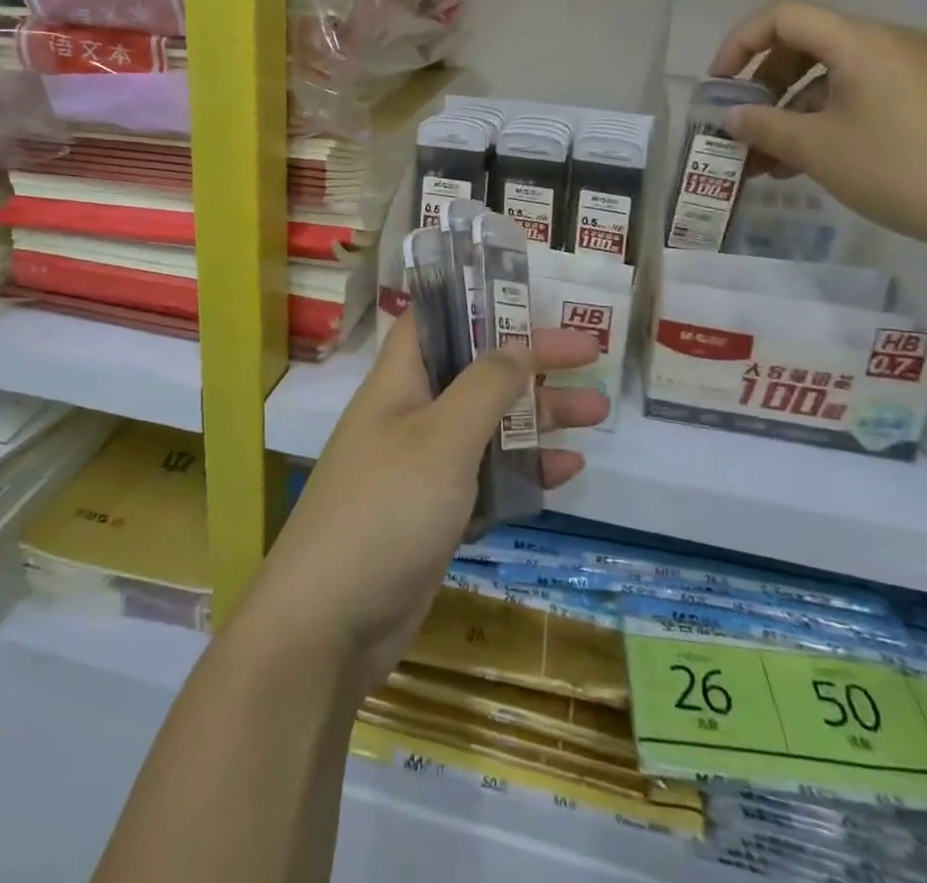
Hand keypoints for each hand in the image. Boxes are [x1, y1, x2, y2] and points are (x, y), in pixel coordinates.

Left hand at [236, 316, 603, 695]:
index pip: (436, 321)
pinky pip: (487, 481)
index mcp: (399, 383)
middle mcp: (410, 417)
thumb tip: (517, 344)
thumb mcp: (442, 438)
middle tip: (589, 356)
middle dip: (531, 364)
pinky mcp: (435, 516)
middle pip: (476, 374)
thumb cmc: (386, 509)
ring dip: (538, 418)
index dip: (480, 304)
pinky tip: (565, 472)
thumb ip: (484, 386)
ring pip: (488, 428)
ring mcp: (422, 469)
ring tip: (596, 413)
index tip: (532, 301)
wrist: (329, 625)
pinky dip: (523, 473)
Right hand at [709, 0, 926, 264]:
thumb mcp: (820, 150)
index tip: (719, 86)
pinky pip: (862, 94)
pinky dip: (827, 119)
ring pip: (833, 75)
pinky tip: (812, 162)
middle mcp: (888, 42)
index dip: (740, 44)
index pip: (783, 17)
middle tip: (743, 126)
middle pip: (807, 43)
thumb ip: (765, 127)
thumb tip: (732, 117)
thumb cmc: (905, 169)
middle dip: (764, 84)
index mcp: (860, 42)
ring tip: (769, 159)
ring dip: (793, 109)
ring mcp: (915, 70)